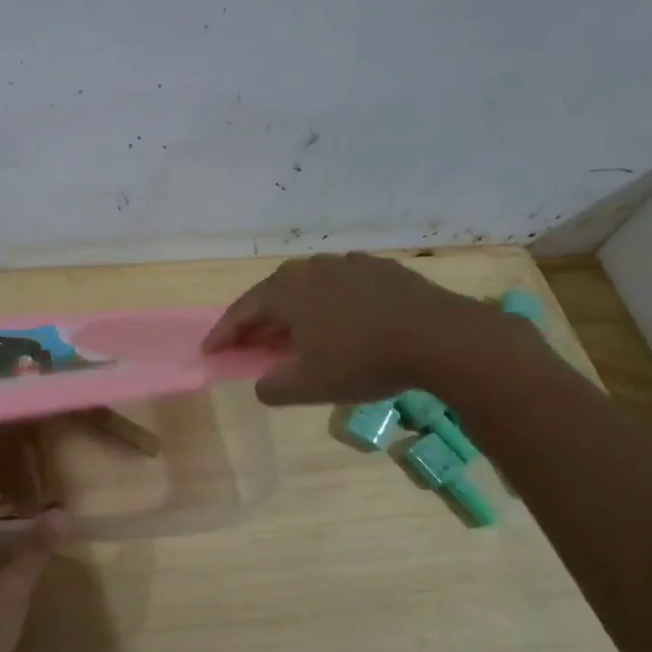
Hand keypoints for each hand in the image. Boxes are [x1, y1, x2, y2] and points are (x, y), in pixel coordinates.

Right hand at [203, 252, 510, 404]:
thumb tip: (262, 384)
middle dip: (257, 322)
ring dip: (293, 312)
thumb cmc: (364, 360)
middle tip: (249, 345)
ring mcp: (347, 264)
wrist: (442, 338)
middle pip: (272, 295)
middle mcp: (310, 269)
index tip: (210, 351)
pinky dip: (328, 304)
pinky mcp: (380, 269)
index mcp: (286, 291)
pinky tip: (339, 321)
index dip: (223, 334)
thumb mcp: (309, 386)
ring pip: (307, 288)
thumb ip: (273, 387)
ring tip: (294, 335)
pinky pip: (340, 286)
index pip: (241, 312)